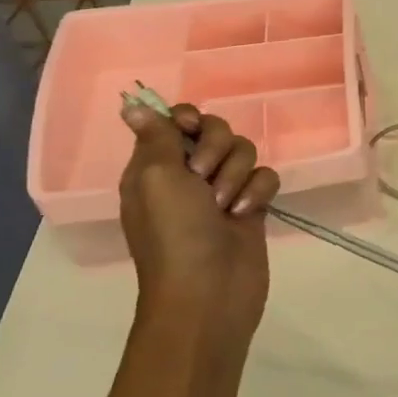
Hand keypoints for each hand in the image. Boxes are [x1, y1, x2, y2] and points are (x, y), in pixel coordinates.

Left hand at [119, 102, 279, 341]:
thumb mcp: (157, 178)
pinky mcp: (251, 206)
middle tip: (204, 176)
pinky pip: (265, 177)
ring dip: (237, 175)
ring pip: (244, 152)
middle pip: (215, 130)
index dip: (188, 119)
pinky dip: (258, 192)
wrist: (209, 292)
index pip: (175, 120)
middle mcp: (187, 174)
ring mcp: (222, 191)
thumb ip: (156, 137)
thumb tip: (132, 104)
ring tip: (226, 206)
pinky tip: (247, 214)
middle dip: (217, 148)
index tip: (191, 129)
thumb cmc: (175, 234)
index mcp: (155, 166)